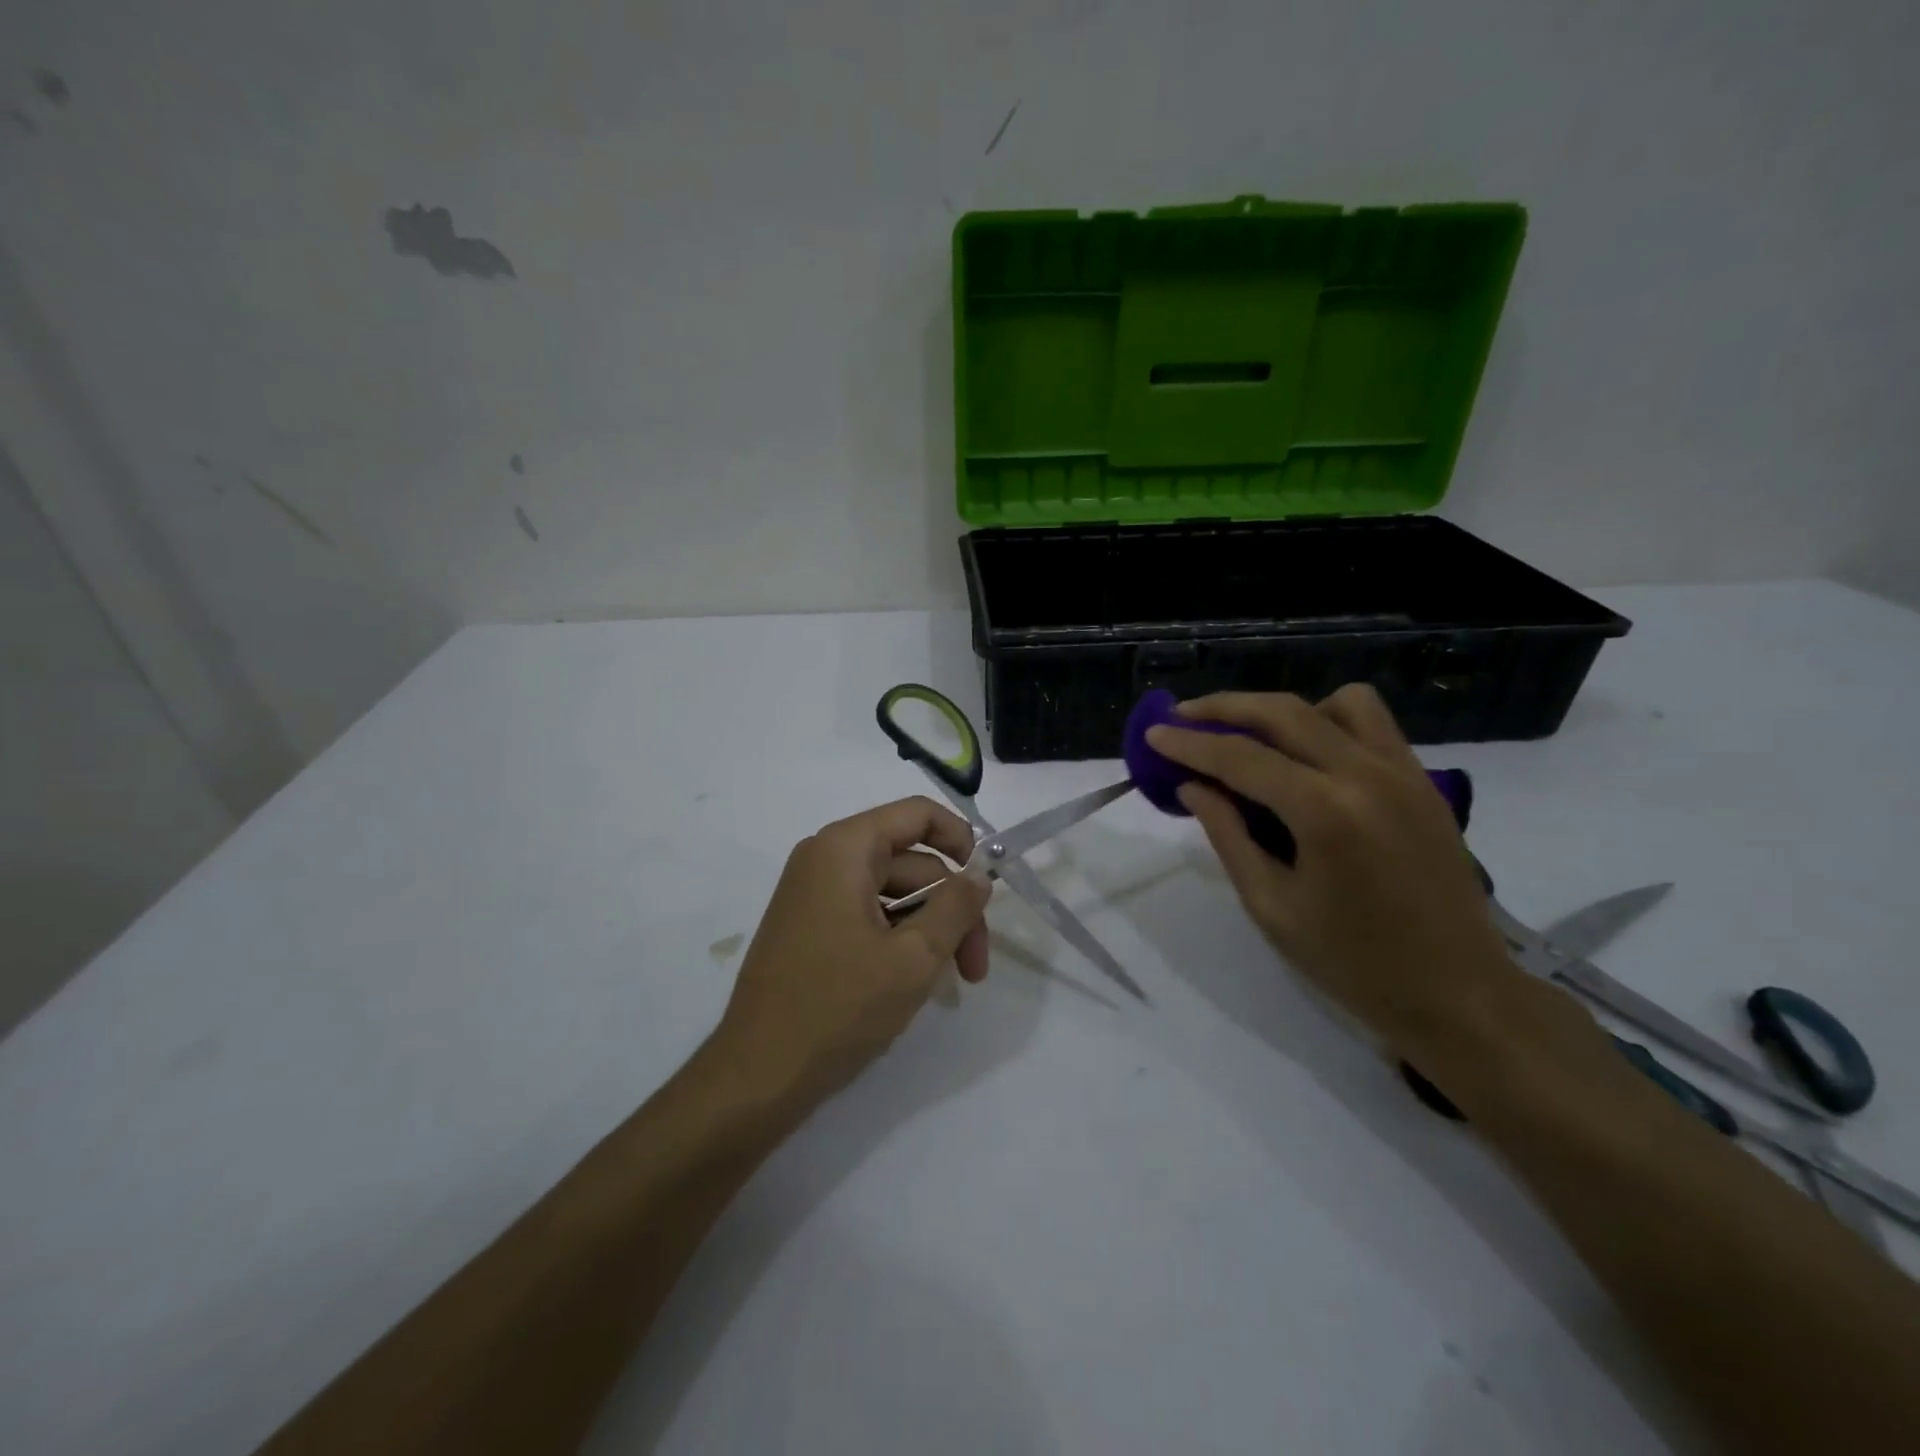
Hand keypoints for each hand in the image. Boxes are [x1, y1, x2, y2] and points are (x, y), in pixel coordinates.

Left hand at [714, 797, 990, 1105]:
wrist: (758, 1075)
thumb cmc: (839, 1008)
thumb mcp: (915, 957)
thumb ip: (956, 907)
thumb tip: (978, 877)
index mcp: (845, 848)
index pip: (917, 814)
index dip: (960, 840)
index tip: (986, 886)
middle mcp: (825, 858)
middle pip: (910, 861)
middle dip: (950, 907)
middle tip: (975, 968)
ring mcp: (813, 893)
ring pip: (893, 893)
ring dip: (928, 928)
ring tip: (947, 981)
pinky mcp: (810, 926)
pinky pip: (868, 913)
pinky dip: (898, 937)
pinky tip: (913, 980)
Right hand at [1145, 685, 1516, 1053]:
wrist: (1459, 993)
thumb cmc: (1353, 962)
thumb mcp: (1271, 906)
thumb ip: (1227, 835)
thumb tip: (1192, 786)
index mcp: (1325, 813)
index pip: (1241, 757)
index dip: (1189, 743)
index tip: (1153, 734)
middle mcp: (1367, 775)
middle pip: (1284, 711)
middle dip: (1225, 707)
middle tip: (1183, 716)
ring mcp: (1404, 772)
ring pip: (1338, 703)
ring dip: (1286, 711)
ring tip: (1255, 739)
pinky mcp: (1424, 781)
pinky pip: (1373, 725)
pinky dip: (1331, 723)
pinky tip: (1308, 758)